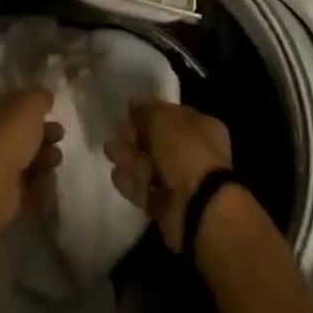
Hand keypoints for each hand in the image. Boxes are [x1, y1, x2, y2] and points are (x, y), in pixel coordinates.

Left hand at [0, 89, 63, 243]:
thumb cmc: (8, 137)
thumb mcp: (29, 105)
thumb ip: (40, 96)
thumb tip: (46, 95)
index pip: (15, 103)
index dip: (34, 105)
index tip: (52, 108)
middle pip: (25, 132)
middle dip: (45, 132)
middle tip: (59, 134)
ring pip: (30, 157)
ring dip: (46, 157)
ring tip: (54, 160)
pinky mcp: (7, 194)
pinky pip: (31, 184)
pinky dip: (42, 183)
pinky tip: (47, 181)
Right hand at [105, 100, 232, 252]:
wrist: (198, 208)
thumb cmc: (185, 151)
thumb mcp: (162, 118)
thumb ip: (146, 109)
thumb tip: (134, 104)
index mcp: (202, 128)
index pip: (173, 115)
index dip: (151, 113)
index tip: (129, 112)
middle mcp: (195, 154)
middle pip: (159, 142)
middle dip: (136, 137)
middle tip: (117, 131)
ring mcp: (183, 183)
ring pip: (150, 166)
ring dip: (130, 158)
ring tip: (109, 151)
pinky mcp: (169, 208)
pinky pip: (147, 191)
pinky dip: (132, 184)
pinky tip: (116, 176)